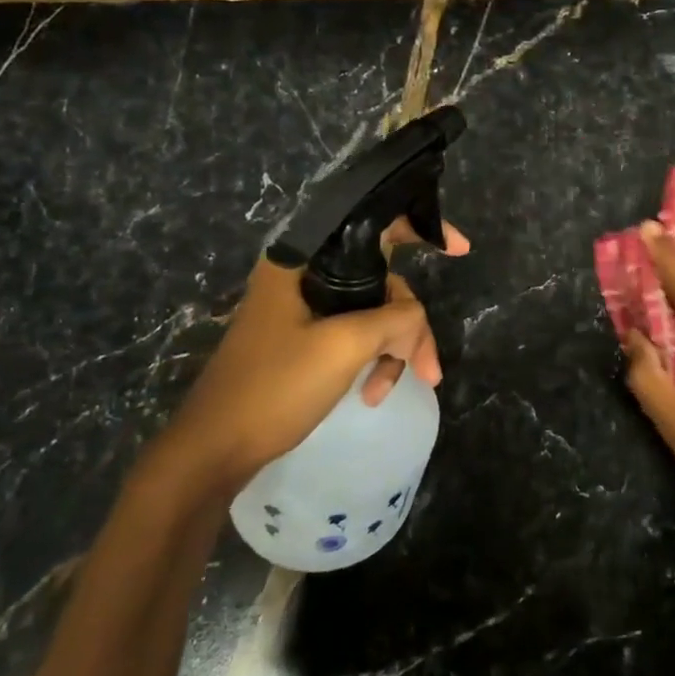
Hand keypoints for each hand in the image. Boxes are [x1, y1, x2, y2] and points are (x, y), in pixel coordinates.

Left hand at [150, 217, 469, 497]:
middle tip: (428, 369)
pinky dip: (372, 360)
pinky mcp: (303, 339)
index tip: (461, 249)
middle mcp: (303, 275)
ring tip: (391, 390)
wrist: (213, 450)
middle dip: (410, 324)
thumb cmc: (274, 388)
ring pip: (373, 312)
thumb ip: (395, 319)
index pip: (372, 225)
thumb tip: (414, 322)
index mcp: (303, 260)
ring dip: (393, 349)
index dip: (421, 227)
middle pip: (382, 280)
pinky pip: (355, 335)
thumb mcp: (344, 347)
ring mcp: (302, 309)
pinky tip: (372, 393)